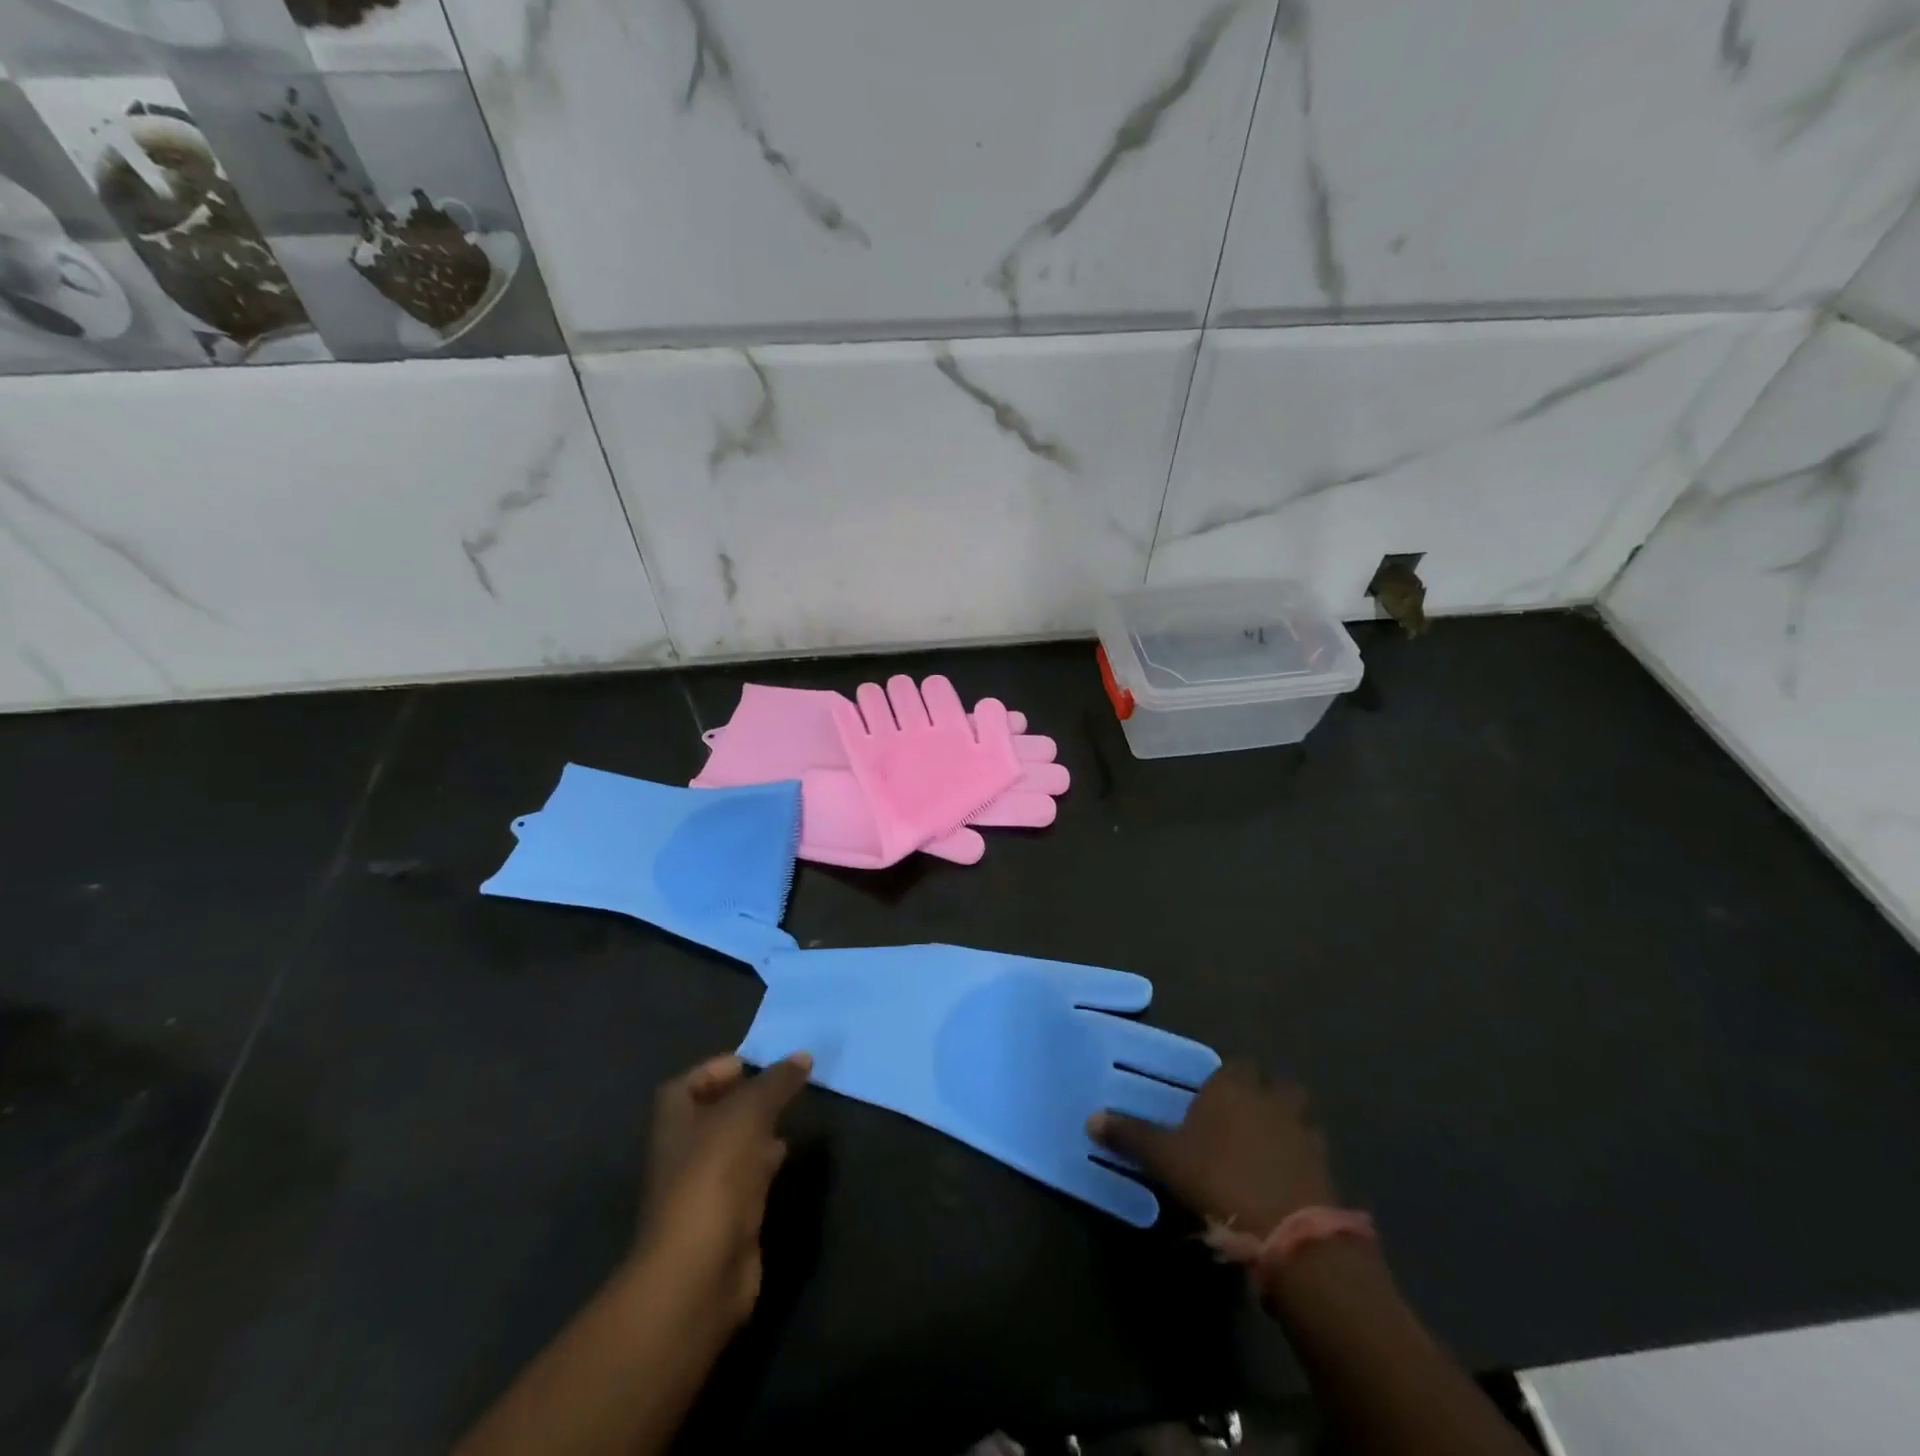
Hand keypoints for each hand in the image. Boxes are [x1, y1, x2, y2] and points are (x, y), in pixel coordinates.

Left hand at [635, 1051, 811, 1330]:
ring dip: (759, 1129)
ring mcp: (703, 1187)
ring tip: (792, 1114)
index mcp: (675, 1120)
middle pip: (714, 1113)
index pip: (689, 1083)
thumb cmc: (714, 1175)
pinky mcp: (725, 1216)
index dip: (717, 1069)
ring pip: (733, 1145)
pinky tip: (787, 1155)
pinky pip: (746, 1177)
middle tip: (783, 1086)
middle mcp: (683, 1150)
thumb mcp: (749, 1113)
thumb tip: (803, 1056)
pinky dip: (765, 1162)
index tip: (755, 1064)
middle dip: (747, 1098)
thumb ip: (776, 1082)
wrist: (701, 1269)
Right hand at [1089, 1062, 1334, 1237]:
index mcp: (1232, 1086)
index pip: (1232, 1066)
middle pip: (1272, 1084)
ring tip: (1266, 1148)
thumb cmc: (1219, 1179)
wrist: (1289, 1230)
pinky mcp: (1325, 1165)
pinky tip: (1285, 1178)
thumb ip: (1131, 1135)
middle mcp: (1270, 1098)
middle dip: (1261, 1095)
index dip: (1223, 1082)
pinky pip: (1312, 1150)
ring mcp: (1303, 1130)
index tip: (1210, 1101)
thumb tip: (1091, 1118)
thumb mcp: (1166, 1159)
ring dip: (1286, 1124)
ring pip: (1297, 1114)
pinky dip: (1302, 1158)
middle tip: (1240, 1120)